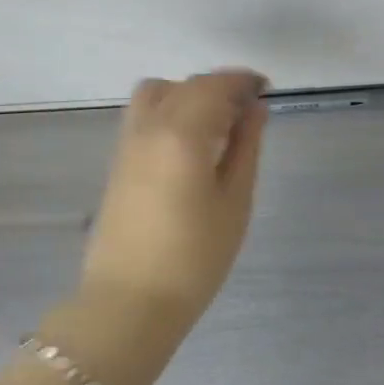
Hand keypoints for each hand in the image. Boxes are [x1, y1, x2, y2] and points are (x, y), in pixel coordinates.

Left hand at [79, 69, 269, 322]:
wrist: (129, 303)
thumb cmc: (194, 258)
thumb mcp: (235, 201)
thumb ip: (246, 147)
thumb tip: (255, 108)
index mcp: (182, 133)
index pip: (215, 85)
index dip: (242, 81)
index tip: (266, 88)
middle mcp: (149, 127)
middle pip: (187, 85)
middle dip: (220, 87)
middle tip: (249, 111)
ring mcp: (127, 143)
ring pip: (157, 93)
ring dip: (189, 93)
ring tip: (216, 124)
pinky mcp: (117, 161)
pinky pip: (144, 115)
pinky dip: (169, 109)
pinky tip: (189, 142)